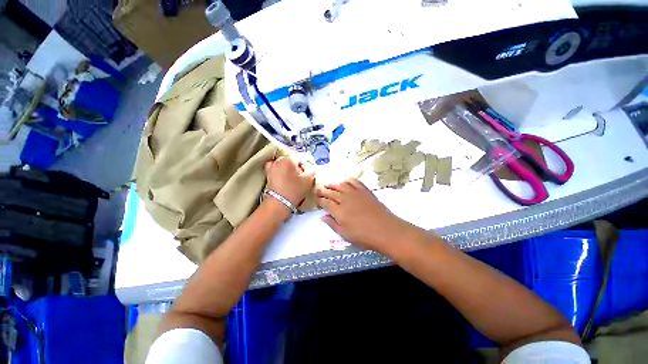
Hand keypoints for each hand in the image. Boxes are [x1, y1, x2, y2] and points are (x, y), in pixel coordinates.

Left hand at [265, 156, 314, 207]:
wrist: (279, 203)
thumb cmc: (295, 190)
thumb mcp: (308, 179)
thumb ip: (311, 170)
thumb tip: (308, 167)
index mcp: (289, 159)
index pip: (301, 158)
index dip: (306, 166)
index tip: (307, 174)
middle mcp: (279, 160)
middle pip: (292, 160)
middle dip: (297, 167)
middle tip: (301, 177)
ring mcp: (271, 167)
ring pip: (284, 164)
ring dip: (289, 169)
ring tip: (292, 178)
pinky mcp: (268, 174)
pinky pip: (276, 168)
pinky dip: (280, 170)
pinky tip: (283, 177)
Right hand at [316, 178, 416, 253]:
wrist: (385, 230)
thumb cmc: (364, 236)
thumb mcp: (345, 234)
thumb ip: (332, 224)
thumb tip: (323, 217)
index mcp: (339, 211)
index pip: (325, 202)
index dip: (320, 200)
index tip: (316, 198)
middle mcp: (345, 199)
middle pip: (331, 192)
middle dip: (323, 190)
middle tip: (318, 188)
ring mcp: (355, 193)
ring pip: (341, 185)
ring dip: (333, 183)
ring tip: (328, 183)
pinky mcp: (365, 191)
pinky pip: (354, 182)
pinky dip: (348, 180)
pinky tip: (345, 180)